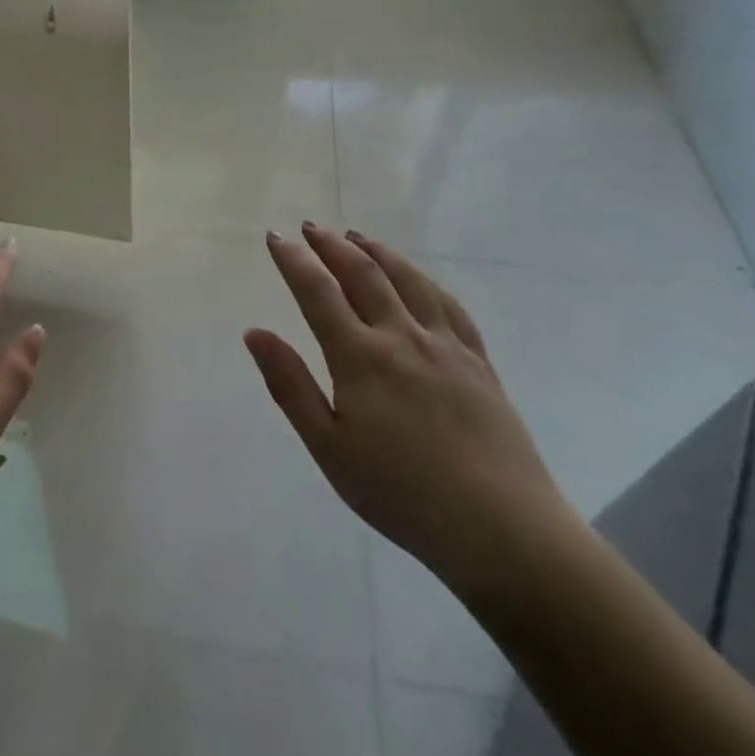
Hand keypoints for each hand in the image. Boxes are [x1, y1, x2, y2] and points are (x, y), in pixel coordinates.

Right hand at [245, 223, 568, 597]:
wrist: (500, 528)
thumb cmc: (399, 493)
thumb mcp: (328, 447)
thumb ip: (290, 385)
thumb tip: (254, 332)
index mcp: (361, 358)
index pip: (318, 293)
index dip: (294, 262)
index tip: (274, 238)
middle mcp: (403, 338)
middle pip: (364, 276)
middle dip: (332, 247)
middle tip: (310, 227)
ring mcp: (447, 347)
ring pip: (409, 282)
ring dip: (378, 253)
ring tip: (356, 237)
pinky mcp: (479, 363)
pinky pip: (449, 307)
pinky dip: (425, 282)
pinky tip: (418, 279)